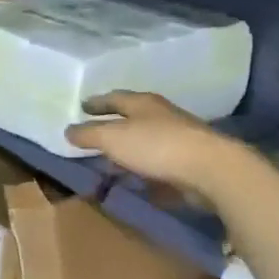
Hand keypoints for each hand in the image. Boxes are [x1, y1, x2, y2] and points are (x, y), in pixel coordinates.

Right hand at [65, 92, 253, 211]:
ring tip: (110, 161)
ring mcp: (178, 139)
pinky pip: (158, 164)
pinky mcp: (188, 163)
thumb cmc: (156, 146)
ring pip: (145, 141)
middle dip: (112, 125)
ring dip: (127, 150)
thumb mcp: (112, 138)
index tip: (82, 106)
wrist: (211, 170)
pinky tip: (134, 180)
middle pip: (132, 118)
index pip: (114, 98)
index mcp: (142, 104)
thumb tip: (67, 130)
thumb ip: (88, 134)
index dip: (96, 103)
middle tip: (93, 133)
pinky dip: (143, 169)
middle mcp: (162, 116)